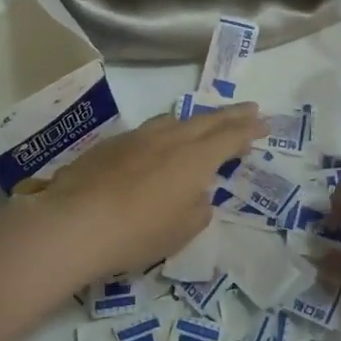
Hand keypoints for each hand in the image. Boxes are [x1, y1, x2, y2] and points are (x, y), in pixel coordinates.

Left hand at [26, 104, 263, 277]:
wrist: (75, 223)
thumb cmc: (138, 232)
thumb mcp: (182, 230)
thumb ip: (198, 208)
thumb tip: (197, 194)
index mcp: (195, 158)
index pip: (231, 137)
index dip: (250, 130)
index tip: (265, 124)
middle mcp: (170, 138)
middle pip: (207, 120)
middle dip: (231, 115)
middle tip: (250, 108)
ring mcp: (138, 137)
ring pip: (174, 120)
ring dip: (196, 120)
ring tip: (205, 123)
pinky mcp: (111, 144)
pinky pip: (148, 131)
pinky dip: (165, 133)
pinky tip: (159, 144)